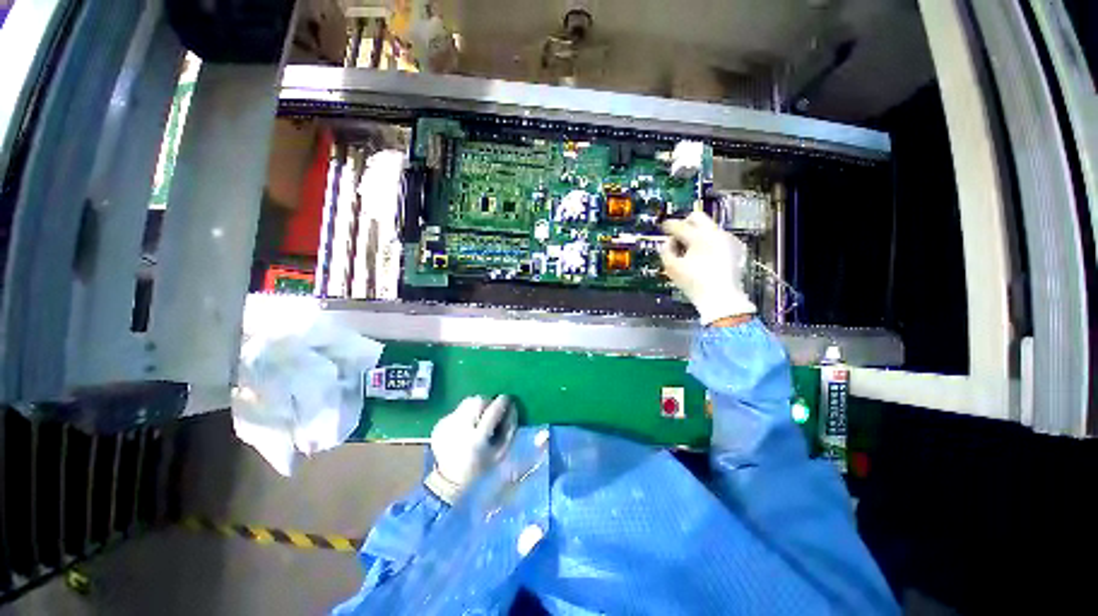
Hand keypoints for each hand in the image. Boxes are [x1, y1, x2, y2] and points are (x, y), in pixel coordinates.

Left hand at [424, 395, 517, 503]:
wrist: (449, 480)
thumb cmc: (480, 466)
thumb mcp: (500, 453)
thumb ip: (509, 429)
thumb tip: (512, 407)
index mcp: (477, 439)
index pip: (493, 411)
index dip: (503, 402)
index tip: (507, 399)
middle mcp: (460, 429)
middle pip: (478, 401)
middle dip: (488, 402)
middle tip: (491, 411)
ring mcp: (447, 426)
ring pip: (467, 402)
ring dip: (476, 406)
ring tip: (478, 419)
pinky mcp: (439, 424)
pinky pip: (457, 410)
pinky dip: (464, 414)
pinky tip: (465, 427)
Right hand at [660, 212, 756, 323]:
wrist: (721, 298)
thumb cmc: (694, 284)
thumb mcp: (672, 268)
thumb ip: (665, 250)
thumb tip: (667, 242)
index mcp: (699, 237)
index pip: (679, 225)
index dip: (667, 226)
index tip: (663, 227)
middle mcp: (715, 234)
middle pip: (697, 217)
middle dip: (685, 224)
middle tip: (678, 236)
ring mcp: (727, 240)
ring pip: (708, 227)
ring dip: (697, 235)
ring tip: (690, 251)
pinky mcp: (735, 248)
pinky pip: (718, 238)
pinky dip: (708, 243)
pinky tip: (704, 258)